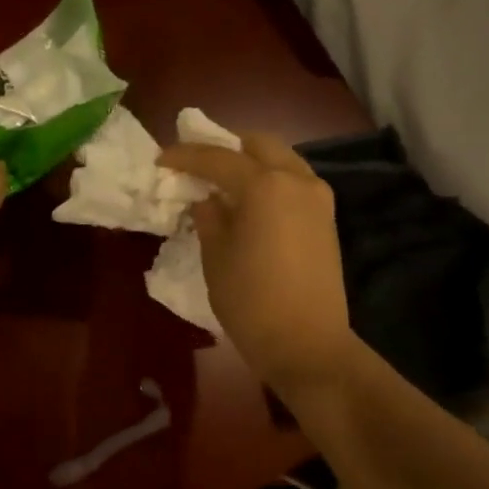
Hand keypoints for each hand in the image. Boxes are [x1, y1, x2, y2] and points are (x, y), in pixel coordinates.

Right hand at [158, 133, 352, 389]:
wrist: (306, 344)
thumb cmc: (251, 301)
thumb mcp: (216, 257)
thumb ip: (209, 218)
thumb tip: (208, 200)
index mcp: (264, 186)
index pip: (218, 158)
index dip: (186, 156)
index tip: (161, 159)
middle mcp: (296, 180)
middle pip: (259, 145)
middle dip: (225, 149)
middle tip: (198, 166)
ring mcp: (318, 198)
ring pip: (281, 160)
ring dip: (251, 164)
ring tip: (223, 185)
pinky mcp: (326, 219)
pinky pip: (294, 183)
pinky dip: (270, 182)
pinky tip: (250, 203)